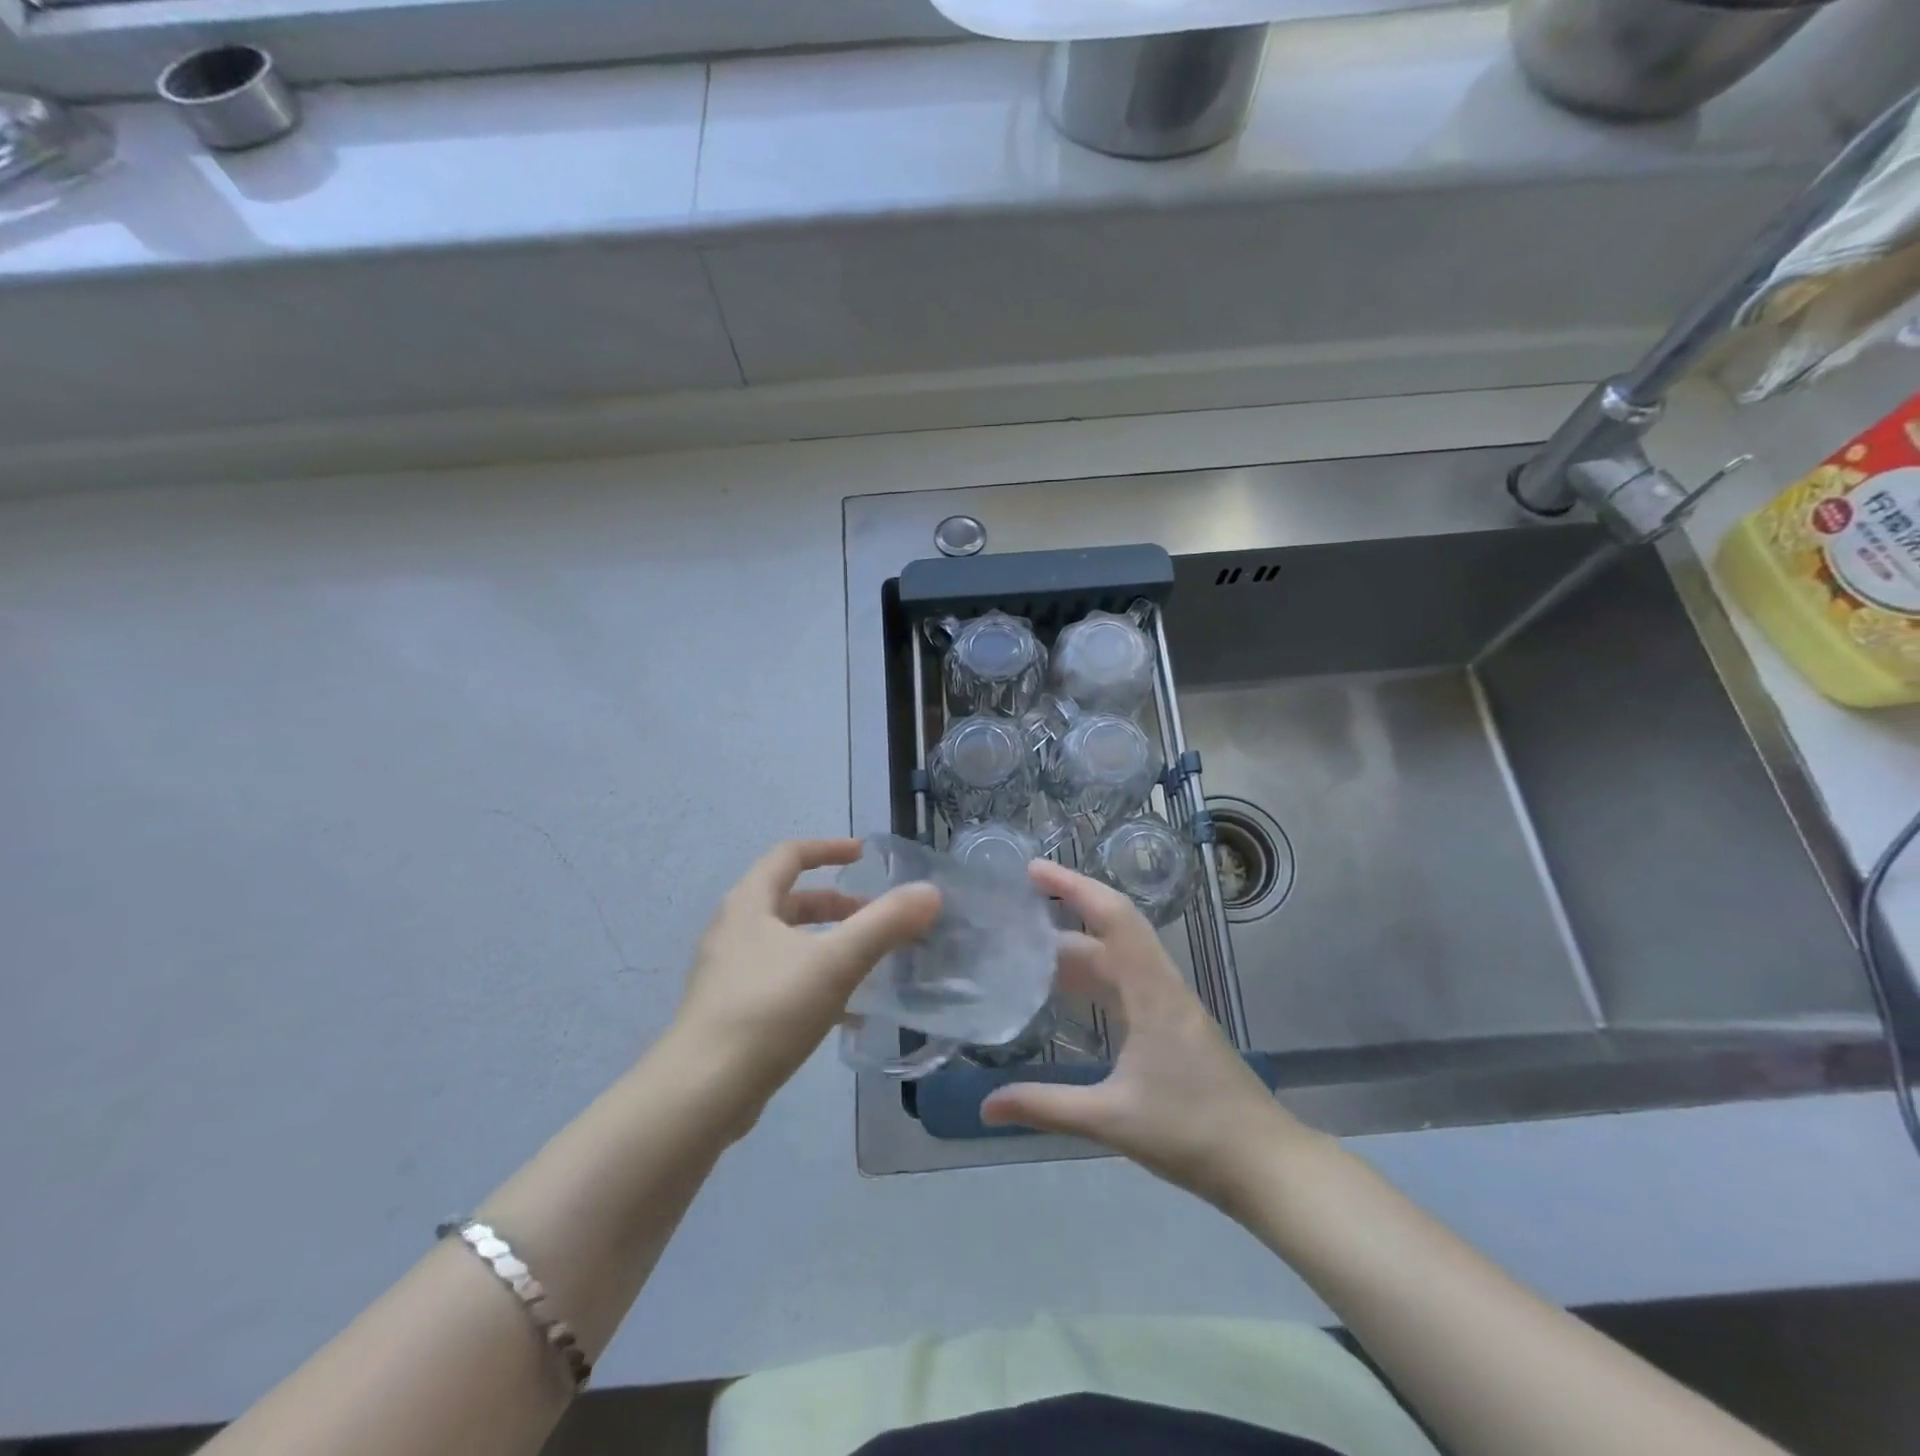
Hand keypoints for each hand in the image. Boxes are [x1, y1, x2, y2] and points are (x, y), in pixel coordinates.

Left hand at [670, 839, 939, 1128]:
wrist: (700, 1094)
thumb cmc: (768, 1011)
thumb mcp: (835, 962)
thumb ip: (885, 924)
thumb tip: (930, 893)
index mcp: (750, 905)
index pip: (789, 855)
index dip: (828, 848)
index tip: (863, 855)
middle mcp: (734, 931)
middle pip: (790, 900)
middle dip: (836, 905)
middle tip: (874, 916)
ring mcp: (729, 974)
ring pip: (788, 944)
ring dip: (829, 945)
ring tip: (869, 964)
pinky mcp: (732, 1013)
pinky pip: (783, 981)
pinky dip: (817, 983)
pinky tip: (848, 1015)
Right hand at [982, 860, 1309, 1208]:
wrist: (1266, 1164)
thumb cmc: (1192, 1133)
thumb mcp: (1111, 1120)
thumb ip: (1046, 1107)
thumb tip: (987, 1105)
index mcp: (1151, 992)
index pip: (1112, 917)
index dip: (1073, 886)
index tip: (1032, 869)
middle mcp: (1161, 986)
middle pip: (1112, 930)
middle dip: (1065, 913)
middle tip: (1015, 913)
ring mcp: (1171, 1004)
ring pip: (1119, 957)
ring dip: (1078, 948)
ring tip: (1028, 952)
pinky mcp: (1174, 1024)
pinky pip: (1127, 982)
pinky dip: (1094, 977)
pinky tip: (1068, 996)